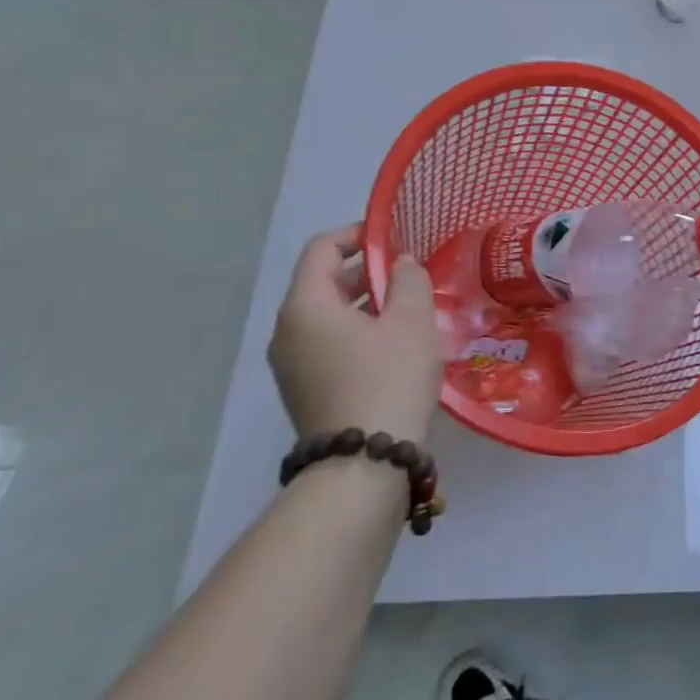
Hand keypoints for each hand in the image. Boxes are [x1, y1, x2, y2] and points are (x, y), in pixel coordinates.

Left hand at [268, 224, 443, 442]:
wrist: (363, 465)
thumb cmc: (388, 378)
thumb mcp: (412, 320)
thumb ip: (409, 279)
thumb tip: (400, 264)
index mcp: (305, 306)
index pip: (321, 249)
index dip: (357, 235)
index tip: (394, 239)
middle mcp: (287, 331)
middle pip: (323, 283)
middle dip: (366, 271)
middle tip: (409, 275)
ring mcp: (291, 365)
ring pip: (328, 317)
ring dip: (366, 304)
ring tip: (409, 309)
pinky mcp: (304, 391)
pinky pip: (328, 345)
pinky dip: (357, 332)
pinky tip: (395, 346)